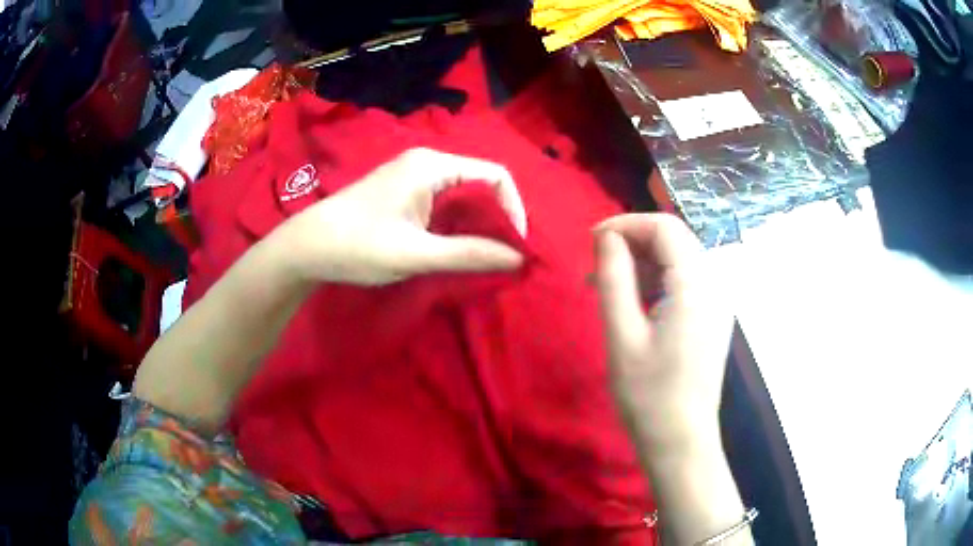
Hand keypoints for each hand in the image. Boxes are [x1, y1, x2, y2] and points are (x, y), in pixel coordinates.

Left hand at [272, 148, 527, 285]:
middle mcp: (427, 161)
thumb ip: (470, 254)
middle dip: (497, 219)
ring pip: (464, 194)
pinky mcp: (403, 190)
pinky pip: (445, 201)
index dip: (514, 210)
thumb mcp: (416, 254)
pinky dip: (458, 223)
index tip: (515, 247)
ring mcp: (413, 175)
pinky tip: (455, 246)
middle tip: (501, 256)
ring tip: (482, 255)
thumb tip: (520, 258)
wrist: (306, 247)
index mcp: (433, 166)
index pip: (496, 176)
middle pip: (482, 183)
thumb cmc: (358, 246)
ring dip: (478, 223)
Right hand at [594, 213, 733, 447]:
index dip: (626, 224)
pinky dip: (656, 280)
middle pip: (675, 239)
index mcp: (696, 286)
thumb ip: (614, 278)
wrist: (681, 441)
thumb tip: (605, 237)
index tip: (591, 242)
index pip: (665, 228)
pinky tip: (632, 302)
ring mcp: (716, 302)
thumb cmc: (649, 395)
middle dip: (633, 241)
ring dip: (642, 261)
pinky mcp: (711, 318)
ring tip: (606, 284)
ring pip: (679, 259)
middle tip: (596, 265)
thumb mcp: (623, 336)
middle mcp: (714, 285)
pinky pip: (684, 282)